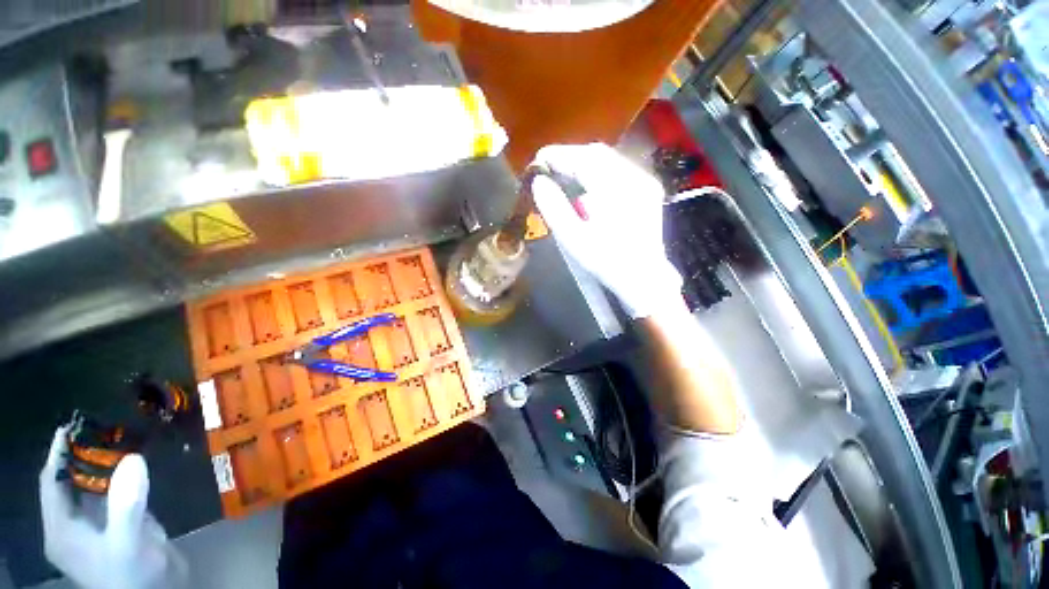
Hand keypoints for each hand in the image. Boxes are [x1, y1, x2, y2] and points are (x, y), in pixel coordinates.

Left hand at [39, 425, 186, 588]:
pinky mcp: (120, 524)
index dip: (58, 454)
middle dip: (81, 455)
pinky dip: (121, 475)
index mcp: (62, 530)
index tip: (73, 425)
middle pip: (70, 482)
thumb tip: (133, 458)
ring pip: (93, 486)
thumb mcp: (126, 545)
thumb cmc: (132, 576)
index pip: (52, 484)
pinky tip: (135, 461)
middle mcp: (74, 524)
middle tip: (102, 425)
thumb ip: (125, 506)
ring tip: (119, 436)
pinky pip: (114, 492)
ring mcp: (98, 525)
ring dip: (102, 463)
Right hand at [531, 143, 682, 317]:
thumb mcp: (574, 239)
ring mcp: (645, 183)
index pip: (583, 158)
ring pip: (608, 161)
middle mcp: (636, 178)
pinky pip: (617, 172)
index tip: (537, 163)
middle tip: (549, 173)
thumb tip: (539, 181)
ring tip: (564, 181)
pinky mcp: (647, 191)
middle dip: (569, 160)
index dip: (557, 156)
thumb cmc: (607, 263)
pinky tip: (587, 190)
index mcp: (619, 189)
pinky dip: (597, 175)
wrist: (644, 280)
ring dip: (583, 167)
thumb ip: (554, 207)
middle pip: (597, 154)